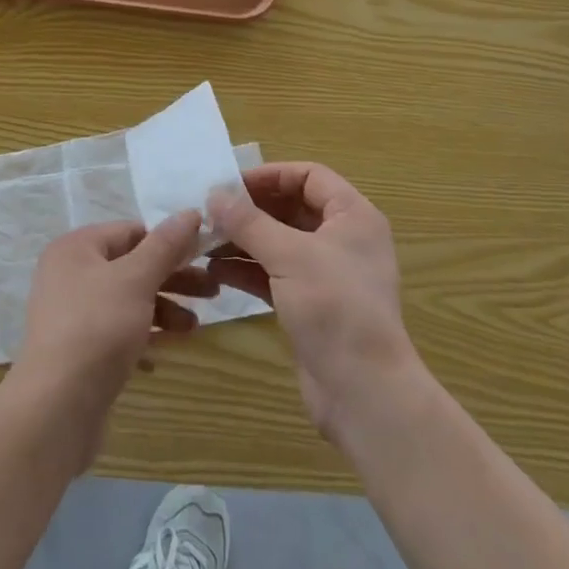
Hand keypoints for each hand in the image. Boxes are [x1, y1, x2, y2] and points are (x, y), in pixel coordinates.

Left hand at [13, 211, 217, 465]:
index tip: (204, 255)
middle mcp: (69, 274)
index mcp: (76, 248)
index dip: (168, 241)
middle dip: (173, 279)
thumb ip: (165, 245)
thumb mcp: (137, 279)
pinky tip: (162, 354)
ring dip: (163, 310)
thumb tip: (191, 212)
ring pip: (127, 300)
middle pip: (131, 266)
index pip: (130, 231)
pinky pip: (117, 332)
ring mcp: (72, 314)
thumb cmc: (98, 328)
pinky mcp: (78, 350)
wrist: (57, 407)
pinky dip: (142, 337)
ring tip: (194, 328)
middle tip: (213, 292)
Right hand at [209, 164, 422, 446]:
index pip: (309, 176)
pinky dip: (248, 269)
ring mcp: (327, 274)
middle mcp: (343, 239)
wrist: (364, 392)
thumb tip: (214, 195)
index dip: (270, 175)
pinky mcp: (311, 304)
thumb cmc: (334, 307)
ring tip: (204, 240)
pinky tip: (215, 271)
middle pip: (292, 208)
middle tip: (210, 211)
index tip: (230, 184)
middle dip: (251, 210)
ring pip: (280, 243)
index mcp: (353, 216)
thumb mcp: (289, 256)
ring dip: (244, 240)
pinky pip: (275, 274)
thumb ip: (249, 222)